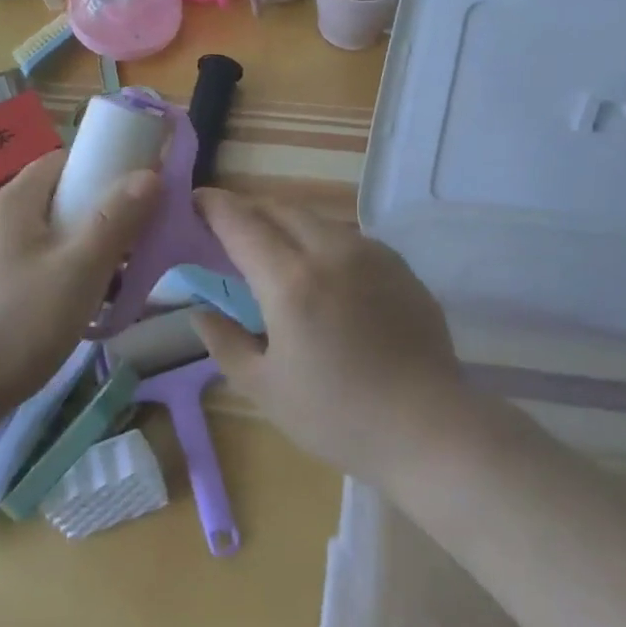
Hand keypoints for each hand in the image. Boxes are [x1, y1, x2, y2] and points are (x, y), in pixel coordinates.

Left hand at [0, 151, 159, 431]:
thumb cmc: (14, 326)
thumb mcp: (78, 272)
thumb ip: (116, 220)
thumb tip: (149, 174)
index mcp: (11, 202)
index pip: (63, 160)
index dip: (103, 171)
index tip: (136, 200)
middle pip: (54, 202)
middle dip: (96, 222)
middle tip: (127, 256)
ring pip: (40, 240)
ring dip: (76, 256)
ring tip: (103, 293)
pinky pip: (21, 269)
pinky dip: (50, 280)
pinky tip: (62, 316)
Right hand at [190, 188, 468, 485]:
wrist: (429, 427)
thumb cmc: (338, 416)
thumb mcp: (266, 389)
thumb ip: (225, 343)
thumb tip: (200, 311)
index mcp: (291, 281)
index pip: (242, 225)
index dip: (215, 206)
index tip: (196, 199)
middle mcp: (330, 251)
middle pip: (280, 210)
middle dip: (250, 210)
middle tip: (229, 225)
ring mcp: (370, 253)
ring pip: (316, 219)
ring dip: (286, 223)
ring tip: (273, 246)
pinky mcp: (397, 264)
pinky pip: (347, 237)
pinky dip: (321, 239)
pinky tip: (322, 269)